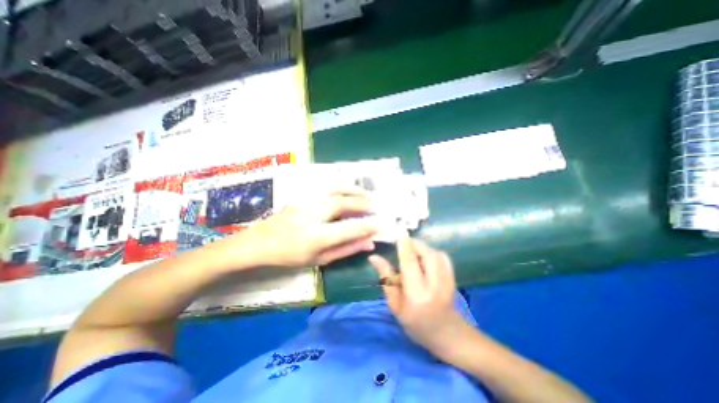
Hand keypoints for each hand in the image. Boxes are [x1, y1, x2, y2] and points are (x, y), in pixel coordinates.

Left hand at [231, 187, 377, 267]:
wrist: (260, 242)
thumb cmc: (289, 256)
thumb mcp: (319, 259)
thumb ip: (346, 249)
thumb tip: (368, 243)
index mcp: (316, 237)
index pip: (349, 228)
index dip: (369, 225)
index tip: (382, 224)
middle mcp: (312, 215)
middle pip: (343, 203)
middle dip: (363, 203)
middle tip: (376, 206)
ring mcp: (305, 202)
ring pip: (334, 189)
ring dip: (354, 190)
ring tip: (366, 194)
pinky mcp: (302, 195)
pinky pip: (326, 187)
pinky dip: (342, 186)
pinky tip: (349, 190)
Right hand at [367, 238, 469, 354]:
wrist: (446, 334)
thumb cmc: (415, 322)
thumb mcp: (395, 304)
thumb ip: (386, 279)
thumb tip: (374, 257)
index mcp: (417, 294)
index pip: (410, 263)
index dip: (404, 244)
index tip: (398, 229)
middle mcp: (435, 285)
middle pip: (427, 254)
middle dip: (414, 244)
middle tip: (403, 244)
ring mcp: (448, 280)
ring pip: (435, 253)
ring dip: (422, 248)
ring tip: (412, 252)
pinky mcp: (453, 277)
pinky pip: (442, 256)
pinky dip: (431, 252)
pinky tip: (424, 258)